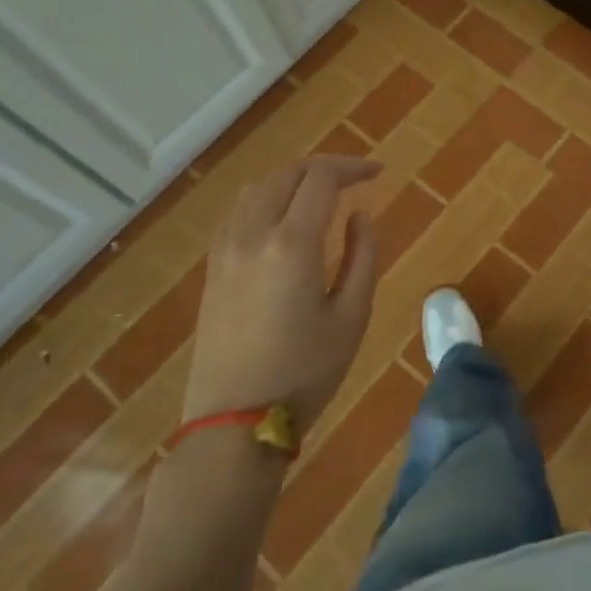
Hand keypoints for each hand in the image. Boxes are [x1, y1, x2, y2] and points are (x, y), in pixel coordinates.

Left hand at [184, 156, 381, 429]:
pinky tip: (284, 219)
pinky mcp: (213, 269)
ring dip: (292, 179)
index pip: (321, 179)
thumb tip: (360, 215)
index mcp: (292, 244)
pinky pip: (238, 213)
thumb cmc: (305, 373)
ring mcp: (225, 251)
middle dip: (323, 167)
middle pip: (285, 174)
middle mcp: (252, 235)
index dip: (352, 167)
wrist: (234, 422)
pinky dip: (266, 199)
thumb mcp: (352, 317)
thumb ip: (363, 257)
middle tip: (354, 179)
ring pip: (256, 189)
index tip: (378, 173)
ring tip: (321, 193)